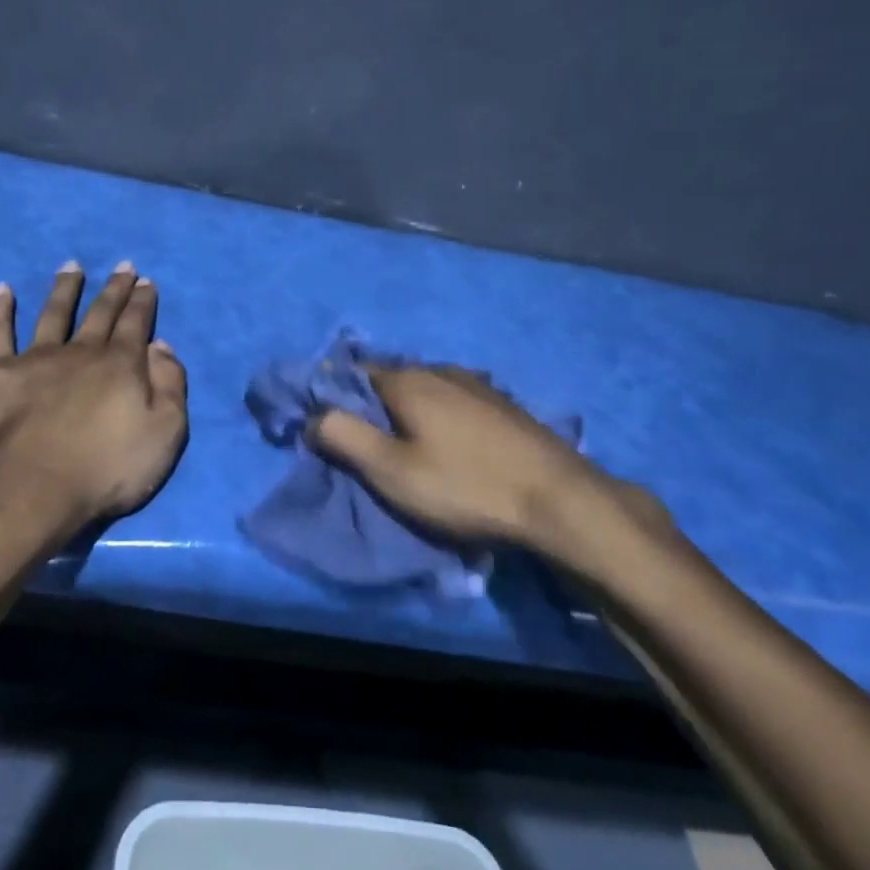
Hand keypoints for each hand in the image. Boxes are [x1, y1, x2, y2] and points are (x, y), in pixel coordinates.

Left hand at [0, 262, 188, 528]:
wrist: (34, 489)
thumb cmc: (108, 468)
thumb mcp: (166, 432)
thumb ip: (170, 384)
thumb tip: (160, 345)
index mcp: (122, 363)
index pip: (137, 322)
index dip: (143, 301)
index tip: (146, 281)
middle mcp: (82, 351)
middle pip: (101, 312)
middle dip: (114, 288)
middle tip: (122, 266)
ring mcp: (38, 359)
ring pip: (54, 313)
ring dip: (65, 288)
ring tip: (72, 266)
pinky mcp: (0, 374)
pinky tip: (2, 290)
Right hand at [310, 366, 673, 577]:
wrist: (558, 500)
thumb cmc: (465, 486)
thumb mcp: (391, 470)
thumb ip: (344, 437)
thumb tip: (311, 415)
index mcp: (408, 381)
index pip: (353, 373)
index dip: (334, 396)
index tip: (327, 426)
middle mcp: (440, 370)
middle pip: (390, 379)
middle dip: (371, 405)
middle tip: (365, 444)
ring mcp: (477, 384)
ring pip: (426, 389)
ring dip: (408, 411)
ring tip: (405, 446)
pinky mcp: (503, 405)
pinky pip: (455, 401)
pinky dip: (439, 416)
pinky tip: (449, 444)